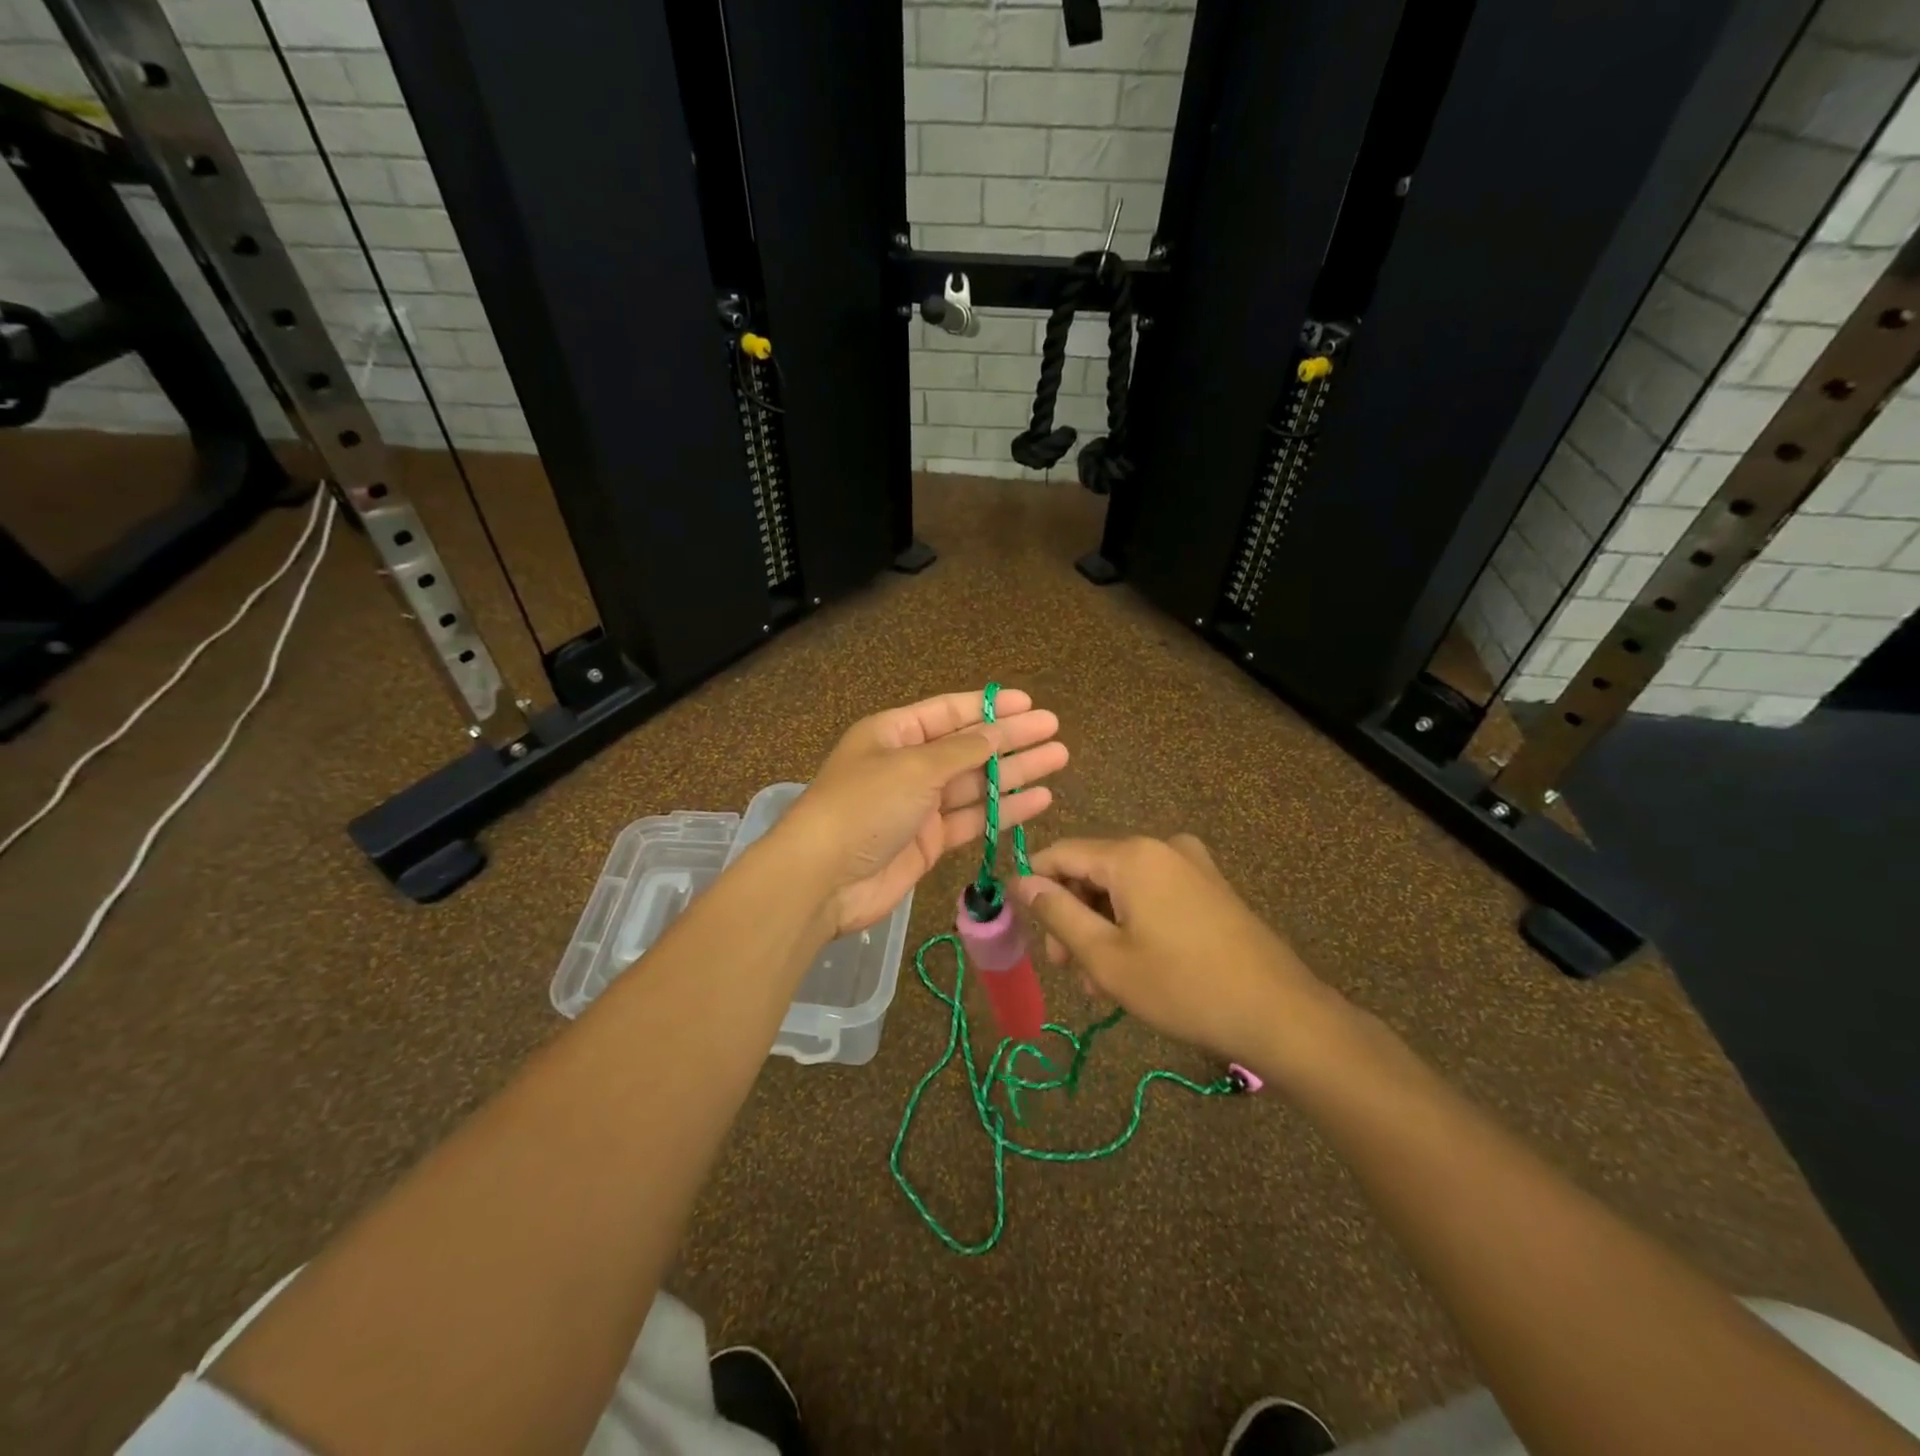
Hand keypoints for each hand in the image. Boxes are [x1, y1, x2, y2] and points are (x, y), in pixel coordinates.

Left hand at [776, 689, 1067, 935]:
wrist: (822, 879)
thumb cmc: (864, 807)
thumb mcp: (914, 767)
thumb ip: (963, 750)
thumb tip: (999, 730)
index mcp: (893, 734)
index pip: (949, 712)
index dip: (989, 707)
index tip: (1029, 703)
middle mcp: (908, 765)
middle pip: (968, 746)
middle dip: (1011, 738)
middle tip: (1054, 730)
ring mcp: (919, 805)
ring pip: (975, 783)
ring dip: (1015, 772)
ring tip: (1058, 759)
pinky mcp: (928, 841)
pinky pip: (972, 818)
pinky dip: (1004, 810)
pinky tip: (1039, 799)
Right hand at [1009, 835, 1342, 1075]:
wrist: (1281, 1015)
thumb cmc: (1183, 987)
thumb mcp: (1106, 957)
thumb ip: (1057, 913)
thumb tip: (1020, 881)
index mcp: (1132, 854)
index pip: (1061, 853)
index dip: (1034, 885)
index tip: (1021, 925)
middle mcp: (1161, 846)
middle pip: (1093, 870)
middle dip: (1071, 915)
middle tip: (1064, 968)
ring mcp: (1192, 865)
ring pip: (1123, 887)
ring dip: (1102, 927)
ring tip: (1099, 982)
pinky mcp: (1211, 888)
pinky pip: (1154, 895)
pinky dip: (1133, 923)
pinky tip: (1133, 967)